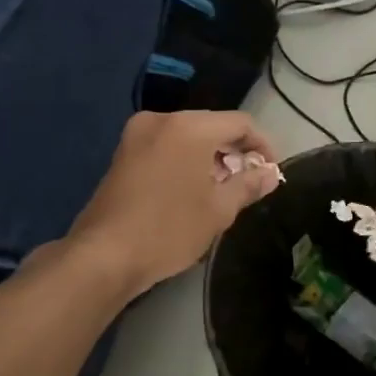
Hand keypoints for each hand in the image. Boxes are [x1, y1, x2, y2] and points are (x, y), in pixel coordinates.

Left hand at [69, 110, 281, 296]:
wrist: (104, 254)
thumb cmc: (169, 229)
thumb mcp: (219, 210)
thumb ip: (248, 185)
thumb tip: (271, 174)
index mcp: (190, 127)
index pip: (240, 123)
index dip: (262, 145)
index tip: (270, 172)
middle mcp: (162, 120)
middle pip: (212, 126)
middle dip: (234, 152)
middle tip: (247, 184)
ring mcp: (136, 135)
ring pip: (187, 136)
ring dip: (209, 157)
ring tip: (221, 191)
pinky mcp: (122, 153)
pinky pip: (166, 146)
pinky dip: (184, 160)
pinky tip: (190, 190)